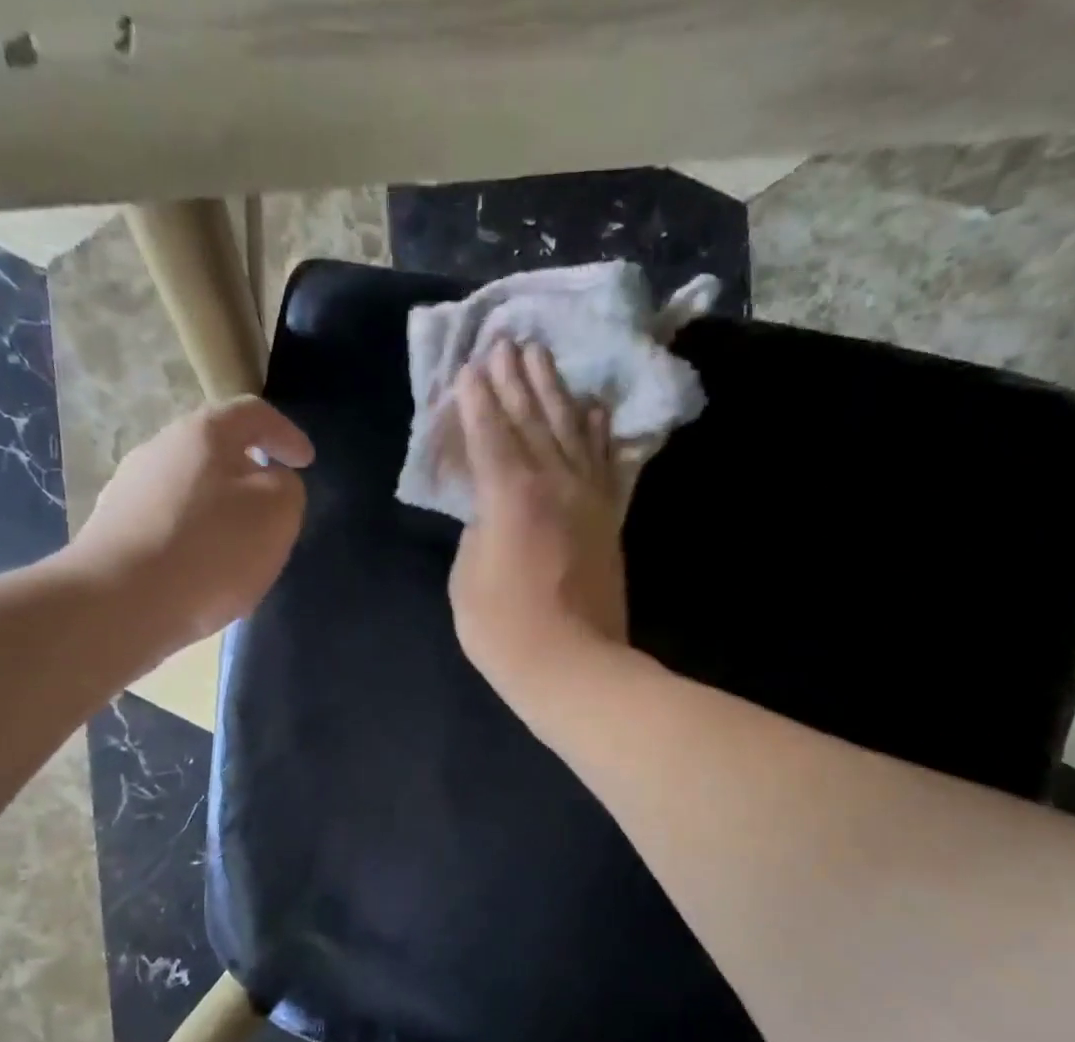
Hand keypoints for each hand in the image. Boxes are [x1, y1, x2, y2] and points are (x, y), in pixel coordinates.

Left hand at [66, 396, 313, 648]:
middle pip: (215, 451)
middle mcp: (159, 449)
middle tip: (275, 509)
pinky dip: (196, 540)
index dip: (286, 434)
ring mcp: (130, 490)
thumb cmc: (211, 550)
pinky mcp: (115, 532)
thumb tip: (271, 482)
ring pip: (191, 490)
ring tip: (242, 549)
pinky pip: (169, 526)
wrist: (121, 603)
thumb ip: (287, 488)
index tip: (307, 462)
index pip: (253, 414)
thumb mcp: (276, 514)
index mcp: (203, 433)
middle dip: (250, 475)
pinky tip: (205, 574)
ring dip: (221, 511)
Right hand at [449, 340, 629, 717]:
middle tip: (505, 343)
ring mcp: (587, 498)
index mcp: (509, 494)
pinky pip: (604, 462)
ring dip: (554, 391)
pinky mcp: (608, 518)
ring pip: (569, 430)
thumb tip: (490, 510)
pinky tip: (593, 407)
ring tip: (542, 357)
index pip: (489, 433)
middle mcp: (552, 482)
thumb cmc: (503, 629)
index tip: (470, 366)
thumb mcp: (466, 578)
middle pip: (531, 419)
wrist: (573, 665)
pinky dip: (598, 431)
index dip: (476, 399)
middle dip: (514, 380)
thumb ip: (476, 531)